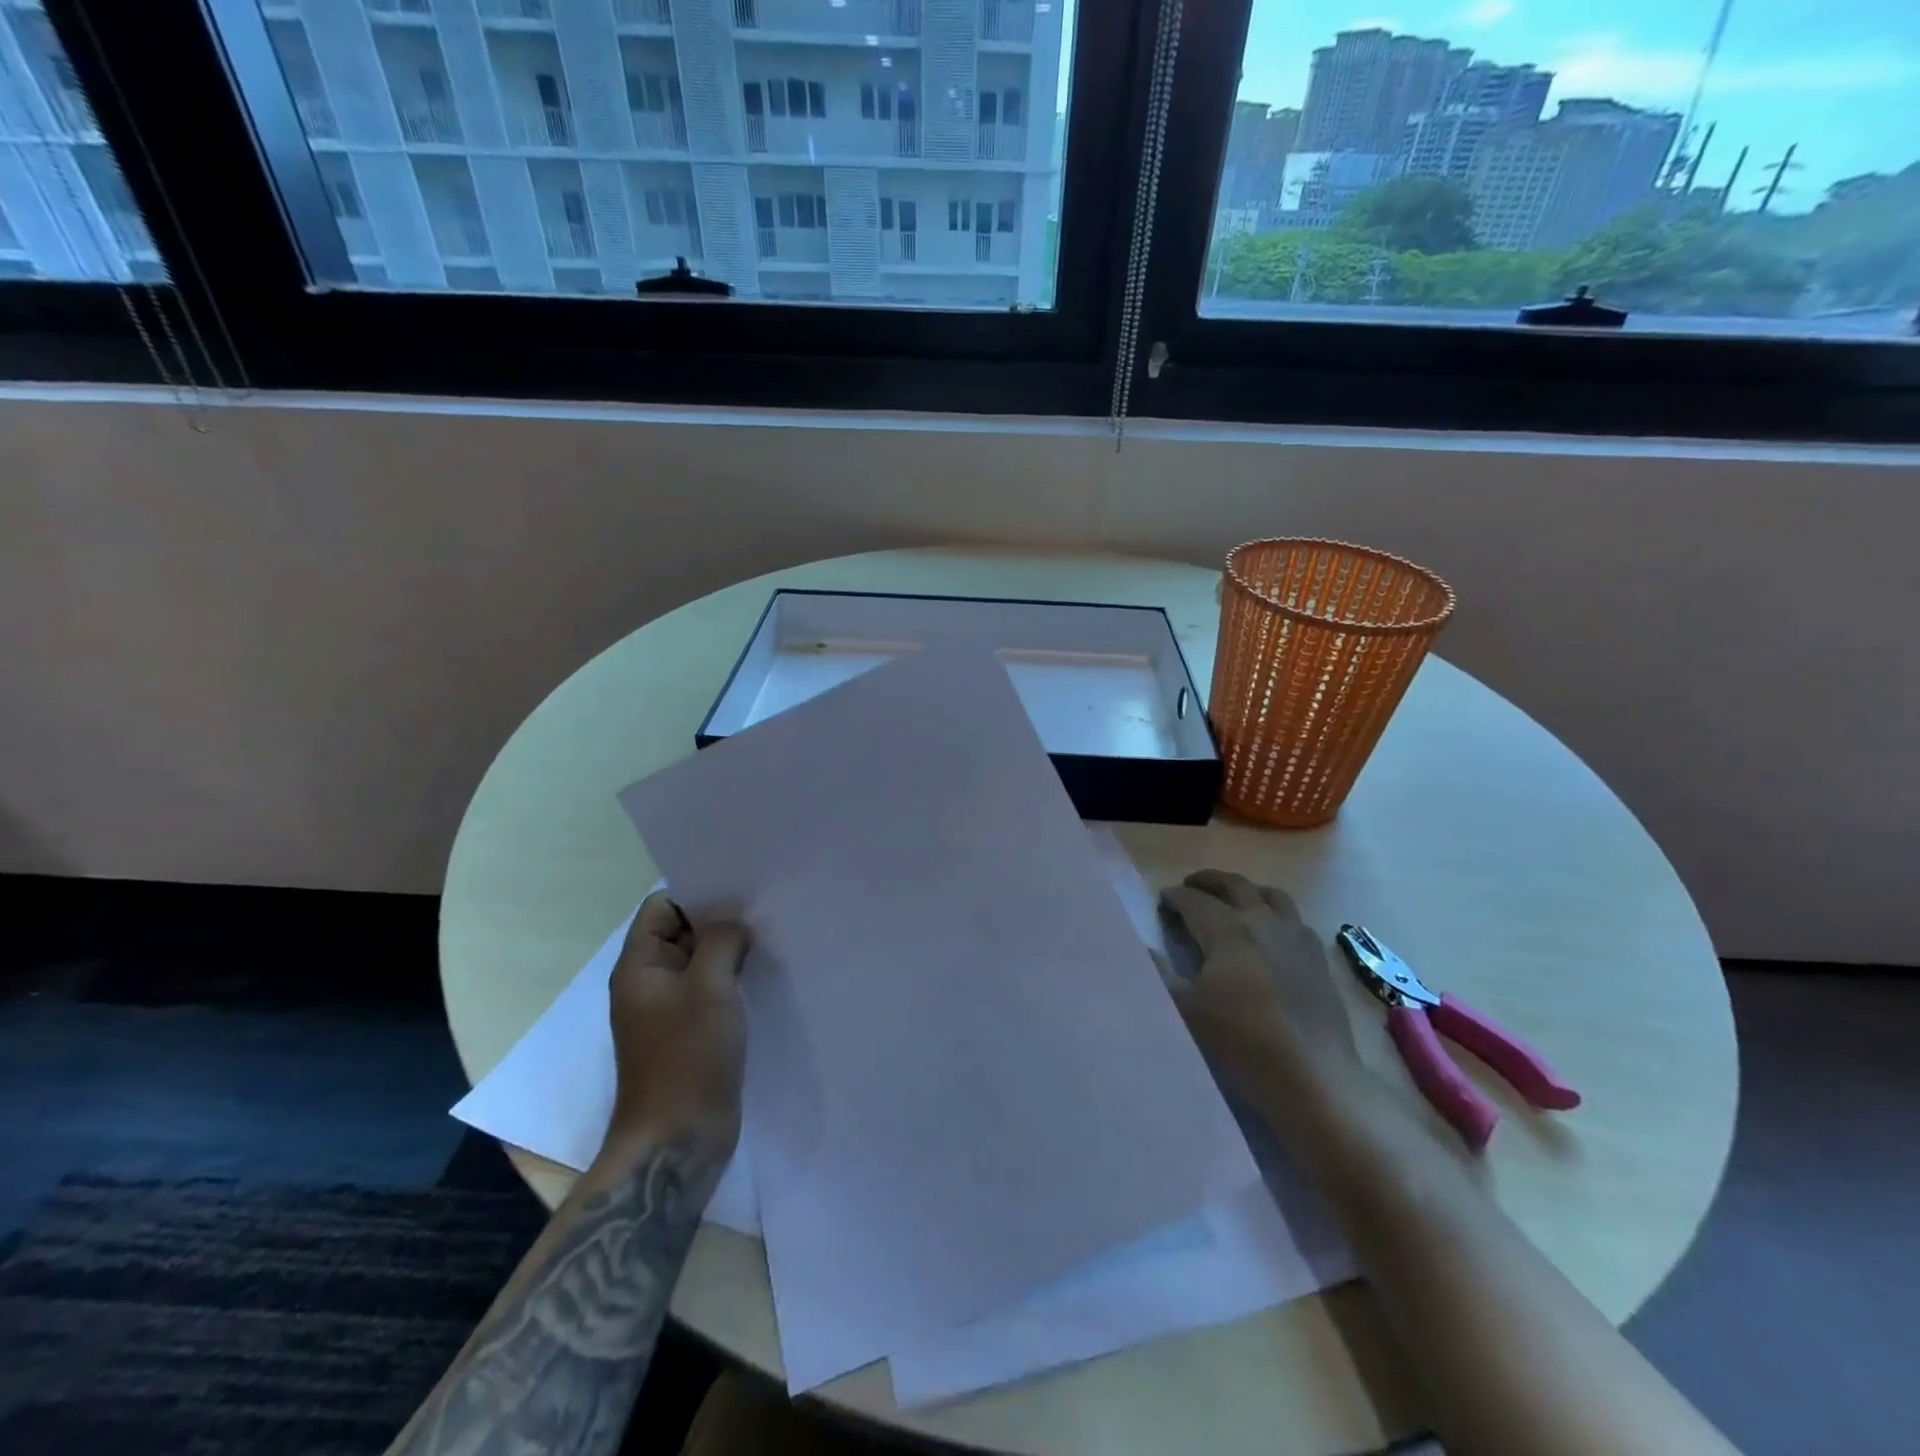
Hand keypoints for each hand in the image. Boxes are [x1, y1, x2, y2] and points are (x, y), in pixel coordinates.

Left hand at [607, 892, 748, 1148]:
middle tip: (763, 915)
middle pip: (683, 932)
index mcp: (639, 966)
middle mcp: (650, 983)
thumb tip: (733, 925)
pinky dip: (733, 980)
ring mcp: (669, 1010)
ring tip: (769, 943)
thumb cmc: (688, 1055)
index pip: (662, 908)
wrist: (678, 1139)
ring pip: (701, 962)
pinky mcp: (690, 1033)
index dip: (698, 896)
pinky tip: (763, 978)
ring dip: (730, 952)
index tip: (740, 895)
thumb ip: (721, 940)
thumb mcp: (709, 985)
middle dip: (720, 922)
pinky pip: (710, 991)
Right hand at [1159, 869, 1364, 1107]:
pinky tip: (1269, 936)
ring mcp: (1297, 938)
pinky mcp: (1318, 959)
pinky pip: (1294, 920)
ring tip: (1232, 903)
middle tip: (1190, 887)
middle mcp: (1264, 922)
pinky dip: (1274, 915)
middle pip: (1235, 885)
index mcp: (1228, 929)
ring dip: (1246, 891)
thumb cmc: (1240, 1039)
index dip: (1174, 897)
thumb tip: (1142, 946)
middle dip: (1208, 881)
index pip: (1194, 900)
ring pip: (1271, 895)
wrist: (1312, 1076)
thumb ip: (1159, 973)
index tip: (1161, 902)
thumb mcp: (1185, 1009)